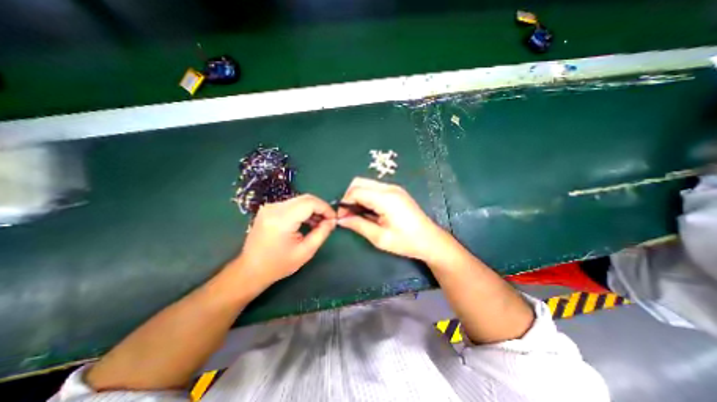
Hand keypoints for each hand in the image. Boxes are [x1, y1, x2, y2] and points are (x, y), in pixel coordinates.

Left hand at [234, 194, 337, 288]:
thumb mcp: (305, 252)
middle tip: (328, 221)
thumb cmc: (278, 265)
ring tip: (319, 224)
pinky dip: (303, 210)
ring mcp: (269, 207)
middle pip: (305, 198)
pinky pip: (292, 204)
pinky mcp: (269, 209)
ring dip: (312, 209)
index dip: (325, 208)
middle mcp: (274, 208)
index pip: (310, 203)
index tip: (333, 218)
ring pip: (299, 200)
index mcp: (282, 220)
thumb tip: (332, 221)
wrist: (250, 270)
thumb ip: (321, 233)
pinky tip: (307, 222)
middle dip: (320, 208)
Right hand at [336, 178, 446, 259]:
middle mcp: (389, 188)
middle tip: (349, 215)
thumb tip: (341, 220)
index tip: (342, 217)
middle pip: (359, 182)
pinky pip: (375, 188)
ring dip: (358, 196)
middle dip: (349, 197)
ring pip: (366, 184)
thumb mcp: (380, 237)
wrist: (430, 240)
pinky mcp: (396, 191)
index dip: (344, 202)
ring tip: (358, 214)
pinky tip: (370, 211)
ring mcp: (394, 188)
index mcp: (386, 198)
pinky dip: (366, 196)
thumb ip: (358, 225)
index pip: (356, 191)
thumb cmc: (406, 242)